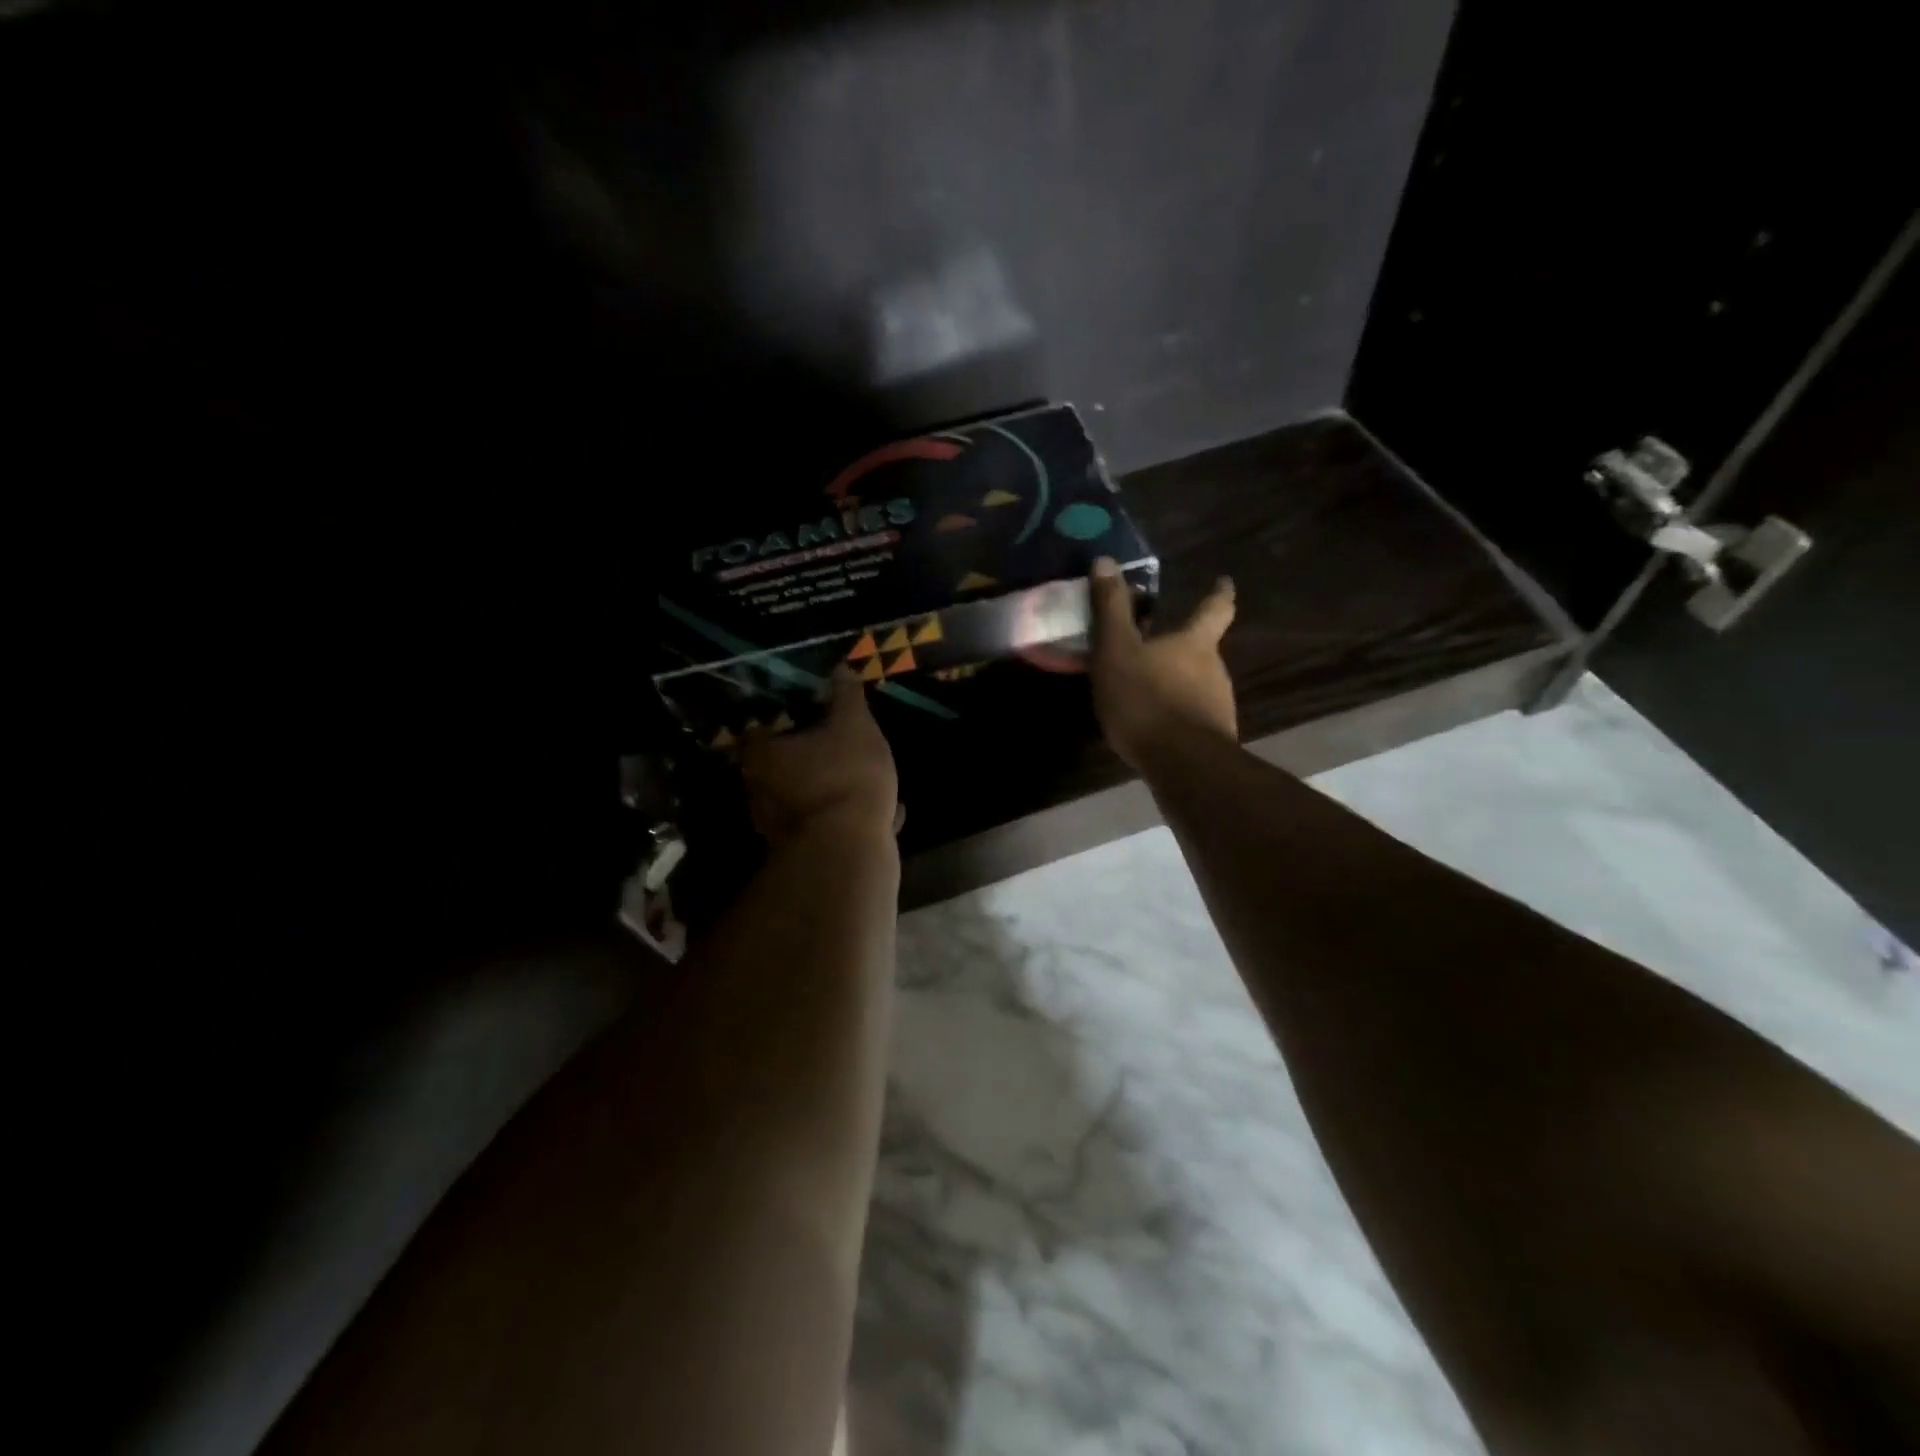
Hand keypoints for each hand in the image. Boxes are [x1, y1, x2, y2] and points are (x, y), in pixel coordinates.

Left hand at [739, 668, 899, 847]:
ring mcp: (782, 828)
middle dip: (807, 757)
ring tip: (866, 777)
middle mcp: (762, 794)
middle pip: (781, 768)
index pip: (758, 730)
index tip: (802, 712)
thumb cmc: (845, 777)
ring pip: (808, 799)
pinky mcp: (808, 853)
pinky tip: (885, 812)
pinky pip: (832, 826)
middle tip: (835, 744)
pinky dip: (852, 817)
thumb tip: (841, 667)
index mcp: (764, 757)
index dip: (779, 720)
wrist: (850, 852)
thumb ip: (847, 697)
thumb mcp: (855, 726)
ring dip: (832, 789)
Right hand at [1089, 557, 1237, 769]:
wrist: (1181, 764)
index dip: (1219, 594)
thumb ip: (1111, 609)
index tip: (1225, 582)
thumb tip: (1105, 560)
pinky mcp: (1212, 738)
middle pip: (1203, 650)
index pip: (1215, 609)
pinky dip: (1174, 713)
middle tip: (1156, 646)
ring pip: (1197, 685)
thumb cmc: (1146, 698)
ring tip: (1146, 690)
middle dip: (1183, 647)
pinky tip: (1153, 725)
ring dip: (1176, 683)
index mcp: (1196, 643)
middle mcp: (1215, 669)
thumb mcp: (1117, 650)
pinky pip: (1191, 716)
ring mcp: (1217, 706)